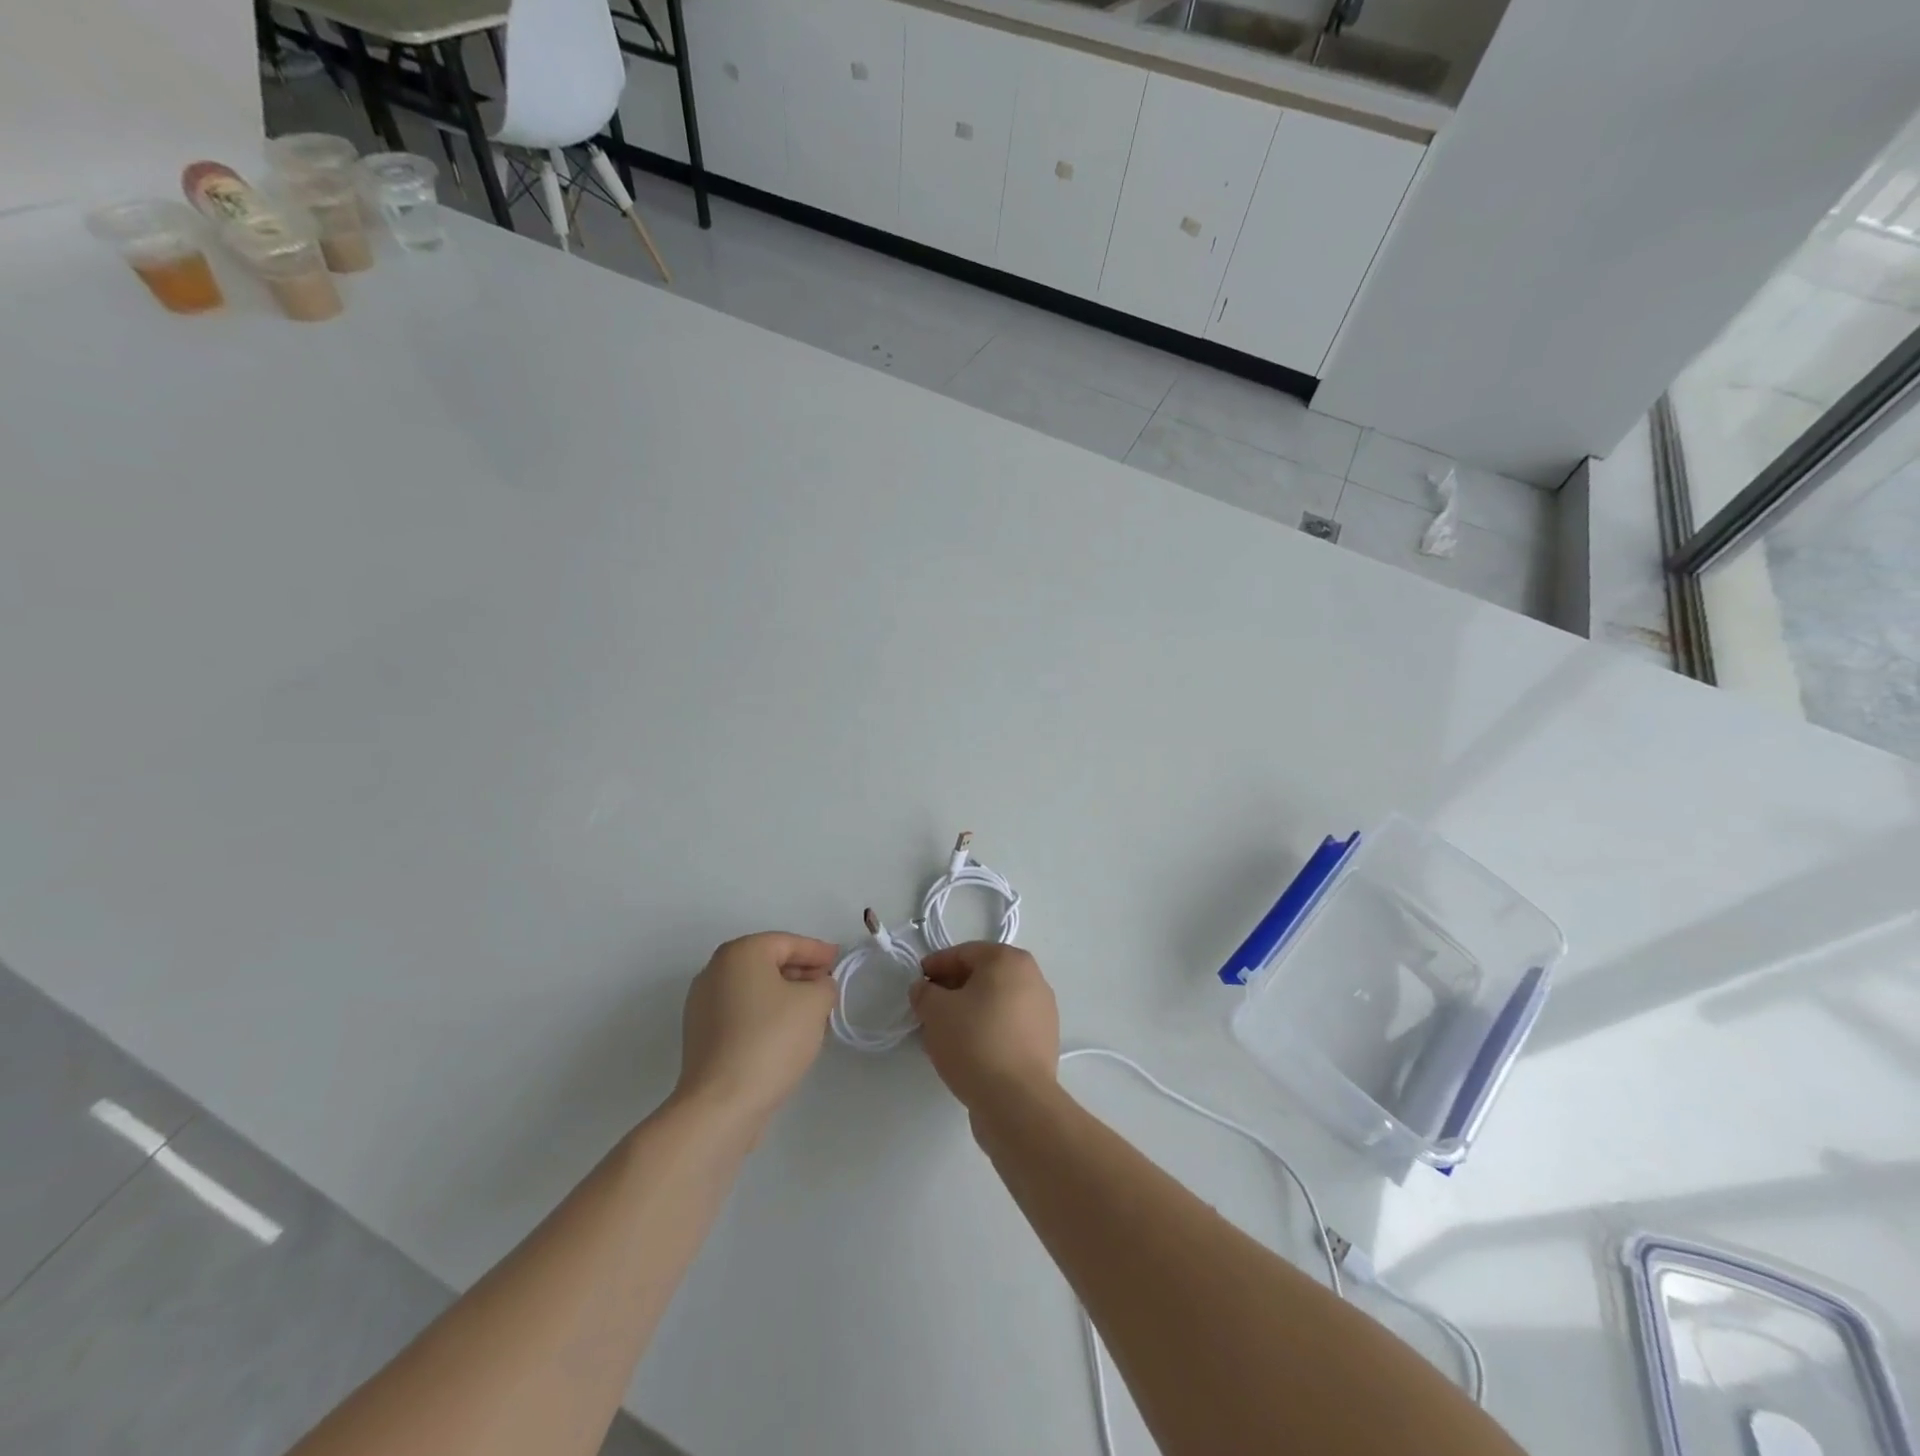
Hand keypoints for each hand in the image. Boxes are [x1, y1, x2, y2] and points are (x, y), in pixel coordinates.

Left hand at [674, 933, 838, 1130]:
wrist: (721, 1104)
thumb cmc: (770, 1040)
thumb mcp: (814, 1003)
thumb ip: (824, 985)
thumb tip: (818, 987)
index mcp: (740, 953)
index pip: (787, 942)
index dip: (818, 951)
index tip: (840, 961)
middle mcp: (714, 971)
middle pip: (767, 962)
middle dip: (801, 972)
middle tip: (828, 986)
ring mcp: (702, 1004)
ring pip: (754, 989)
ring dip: (784, 995)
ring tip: (812, 1012)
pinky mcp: (701, 1035)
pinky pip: (741, 1012)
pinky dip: (765, 1014)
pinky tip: (786, 1033)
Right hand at [911, 942, 1059, 1110]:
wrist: (1017, 1101)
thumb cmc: (974, 1042)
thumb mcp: (935, 1011)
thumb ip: (924, 993)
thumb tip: (925, 989)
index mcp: (1009, 960)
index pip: (964, 953)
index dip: (935, 966)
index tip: (916, 984)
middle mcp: (1033, 978)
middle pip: (982, 976)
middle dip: (952, 989)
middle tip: (928, 1009)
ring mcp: (1043, 1011)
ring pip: (995, 1002)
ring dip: (969, 1011)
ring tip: (944, 1033)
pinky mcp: (1044, 1042)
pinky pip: (1007, 1026)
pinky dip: (986, 1030)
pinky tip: (967, 1051)